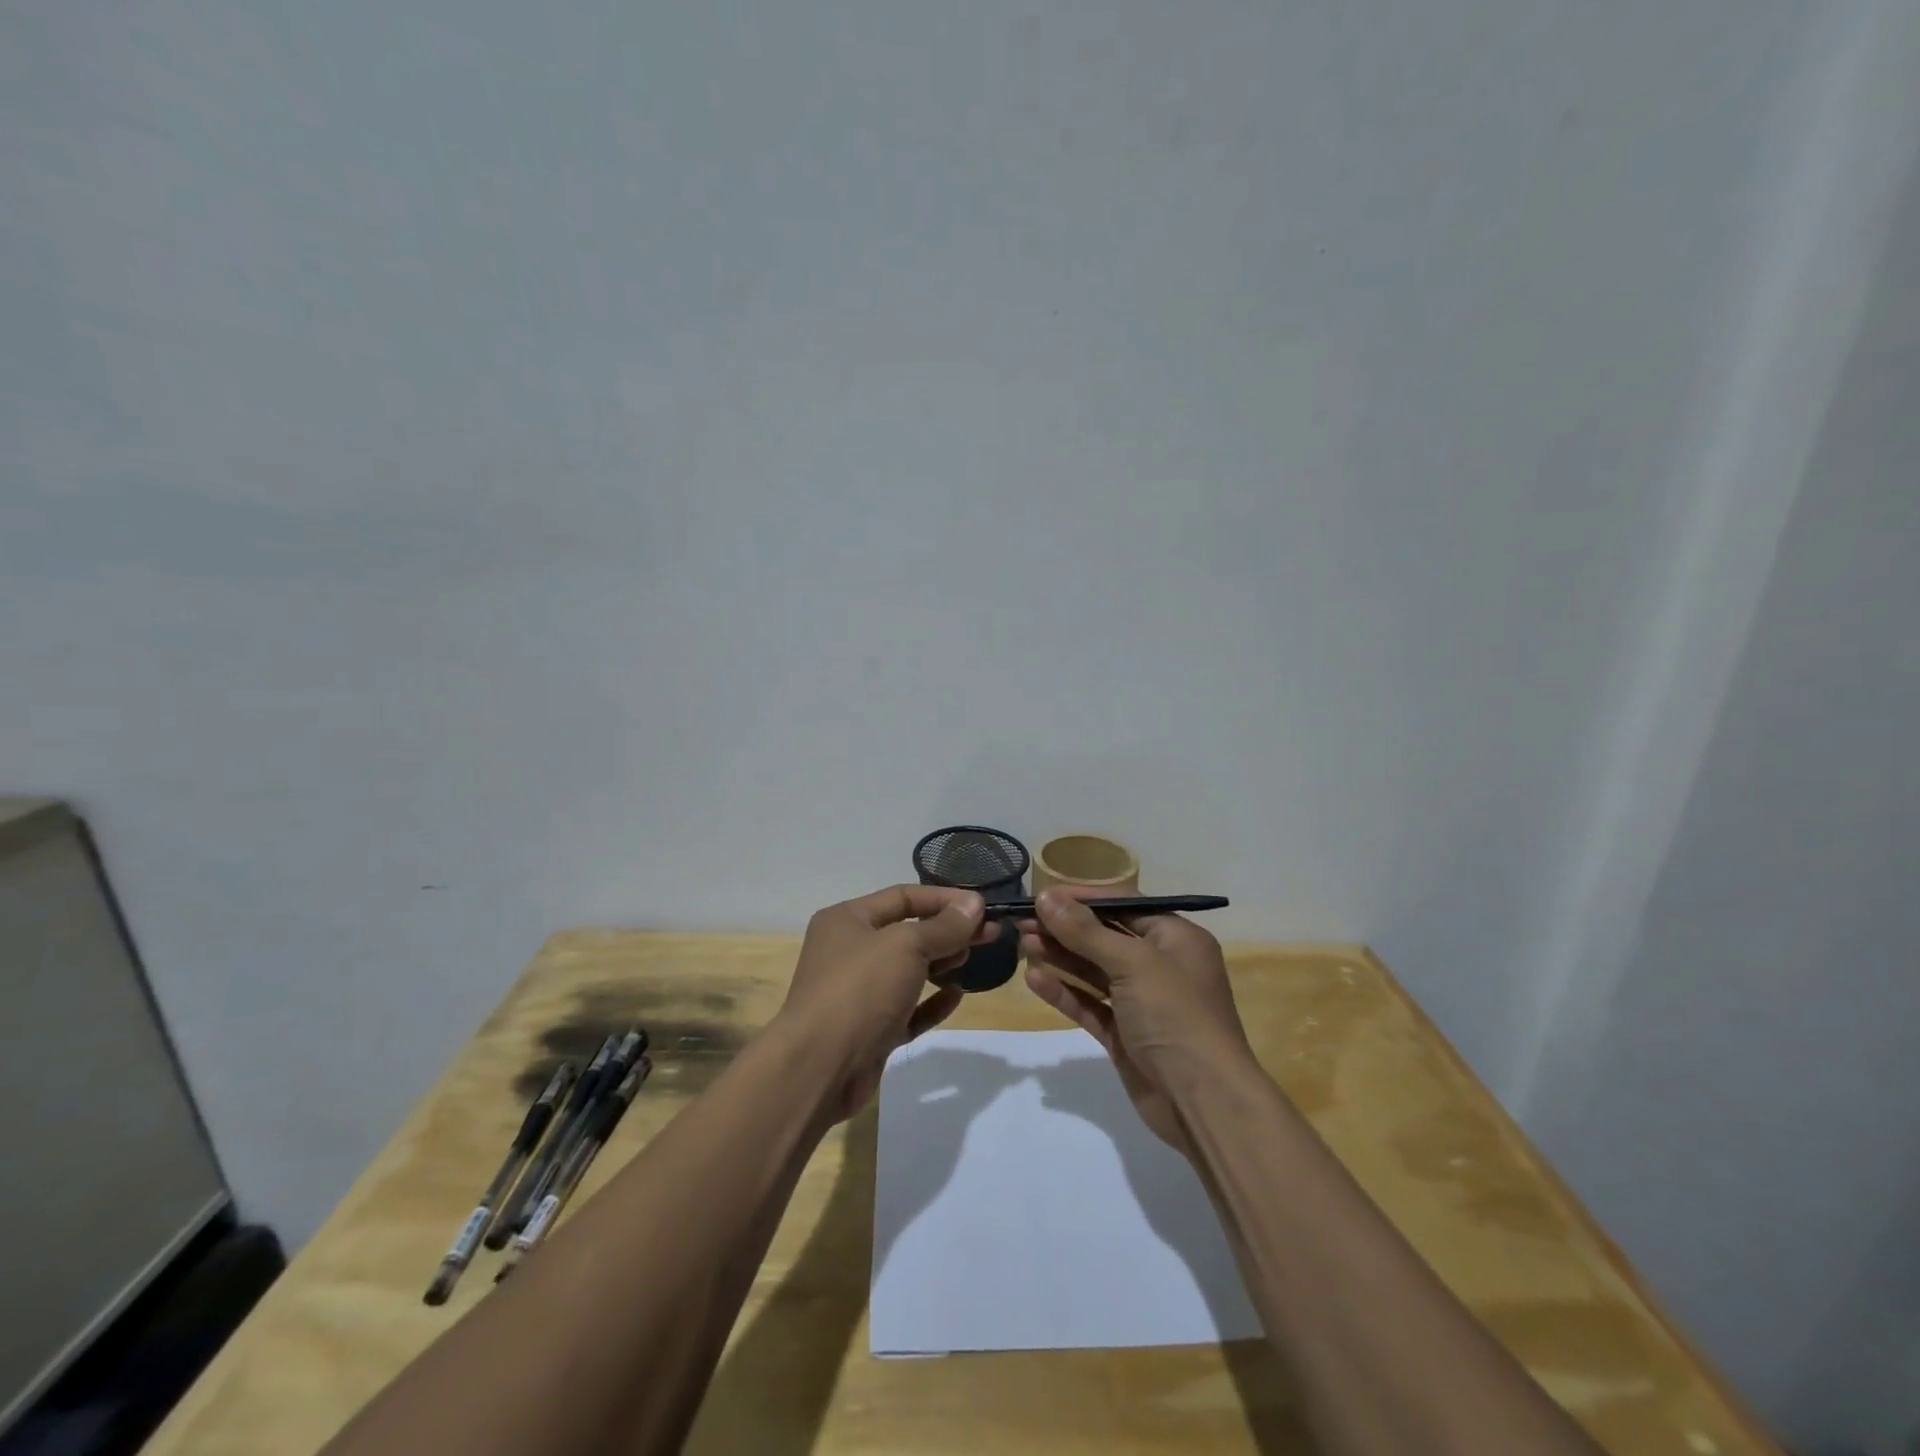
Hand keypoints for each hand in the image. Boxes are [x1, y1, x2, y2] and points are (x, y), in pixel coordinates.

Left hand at [778, 884, 995, 1121]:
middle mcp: (849, 950)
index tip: (982, 906)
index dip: (944, 899)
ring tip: (971, 959)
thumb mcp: (906, 946)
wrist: (818, 1068)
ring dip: (940, 963)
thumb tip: (974, 904)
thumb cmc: (860, 990)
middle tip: (989, 934)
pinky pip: (907, 1008)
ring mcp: (858, 993)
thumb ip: (943, 926)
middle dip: (948, 931)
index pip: (903, 897)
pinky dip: (931, 1001)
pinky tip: (956, 996)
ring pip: (907, 970)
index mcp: (847, 919)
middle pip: (907, 932)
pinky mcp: (870, 1030)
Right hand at [1019, 888, 1254, 1150]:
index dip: (1083, 899)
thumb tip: (1046, 896)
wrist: (1203, 1103)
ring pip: (1094, 971)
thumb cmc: (1175, 1016)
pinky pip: (1090, 1004)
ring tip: (1022, 943)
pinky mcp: (1124, 1034)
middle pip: (1105, 937)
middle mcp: (1160, 965)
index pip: (1124, 905)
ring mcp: (1141, 1002)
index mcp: (1175, 938)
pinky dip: (1064, 991)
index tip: (1042, 895)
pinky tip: (1034, 980)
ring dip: (1060, 956)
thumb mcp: (1133, 963)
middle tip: (1022, 921)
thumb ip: (1085, 932)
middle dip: (1064, 928)